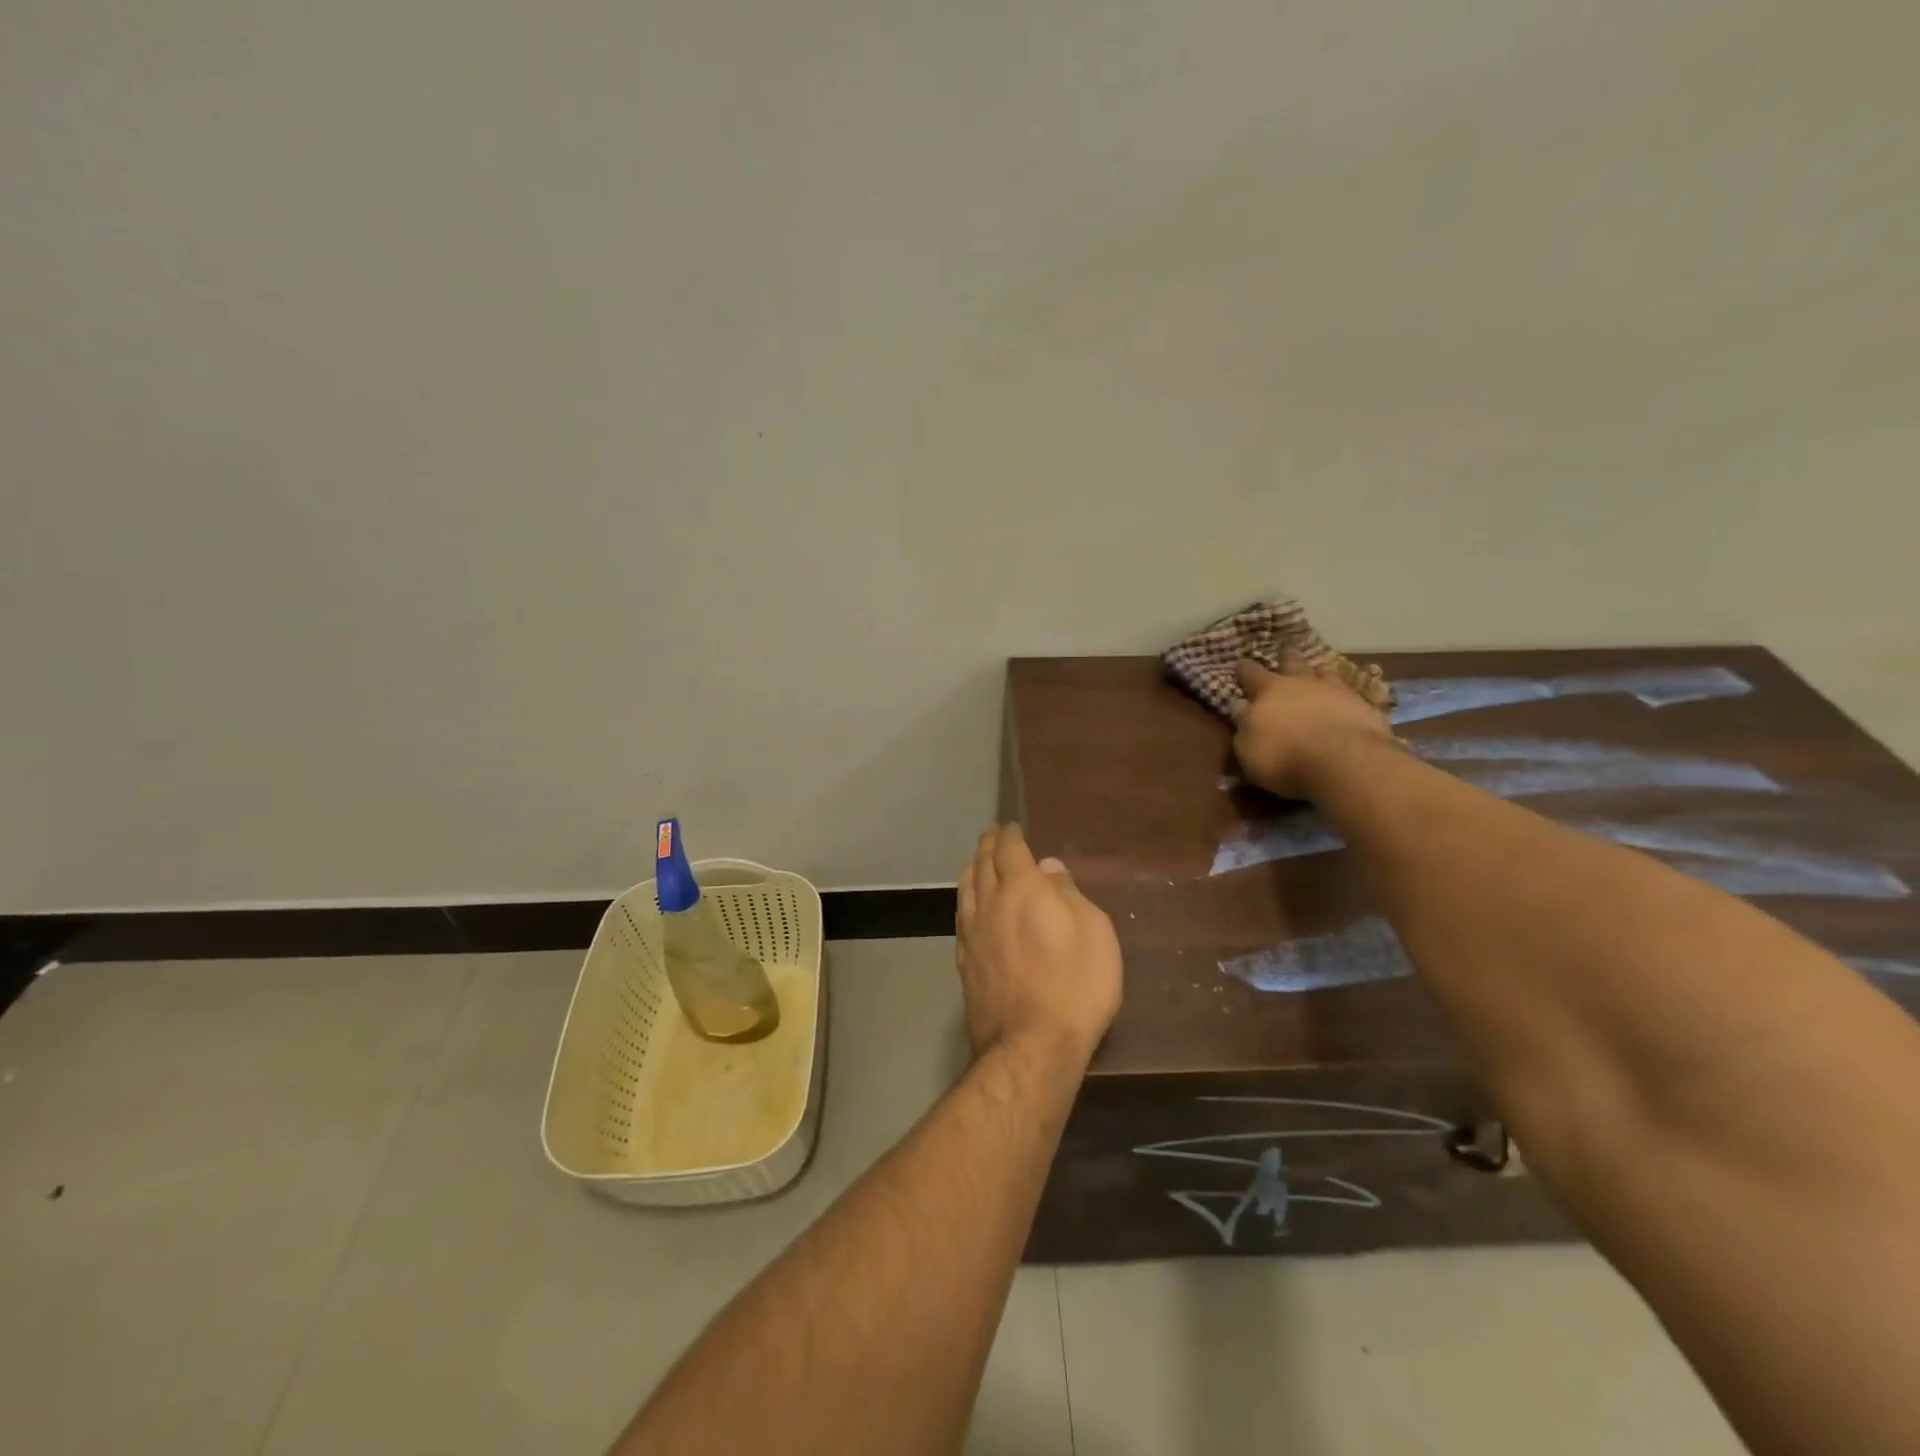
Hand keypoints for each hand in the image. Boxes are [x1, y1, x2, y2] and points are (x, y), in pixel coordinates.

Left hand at [956, 825, 1122, 1066]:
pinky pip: (961, 914)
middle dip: (988, 845)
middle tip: (994, 837)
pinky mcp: (963, 959)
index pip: (1009, 848)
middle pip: (981, 862)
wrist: (1030, 1046)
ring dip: (972, 868)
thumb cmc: (1075, 985)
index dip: (1010, 834)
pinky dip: (966, 898)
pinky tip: (971, 904)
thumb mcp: (1094, 932)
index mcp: (1021, 888)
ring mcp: (970, 932)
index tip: (1012, 827)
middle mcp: (989, 902)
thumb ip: (1068, 894)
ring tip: (978, 863)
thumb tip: (1047, 867)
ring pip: (965, 887)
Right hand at [1232, 656, 1397, 799]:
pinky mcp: (1363, 704)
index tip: (1240, 665)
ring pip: (1324, 671)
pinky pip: (1351, 692)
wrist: (1344, 761)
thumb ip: (1243, 724)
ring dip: (1318, 672)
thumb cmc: (1284, 757)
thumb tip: (1239, 705)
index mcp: (1267, 690)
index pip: (1250, 672)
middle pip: (1291, 661)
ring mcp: (1335, 690)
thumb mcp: (1248, 748)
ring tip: (1317, 674)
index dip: (1243, 669)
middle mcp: (1300, 682)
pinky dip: (1345, 694)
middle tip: (1284, 654)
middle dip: (1285, 658)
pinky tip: (1346, 700)